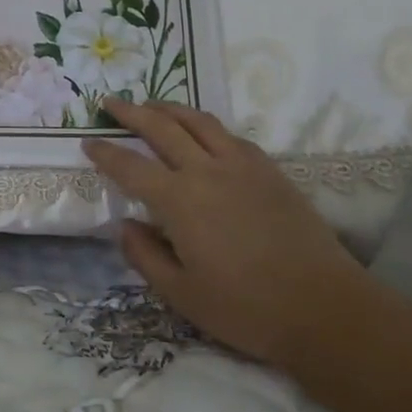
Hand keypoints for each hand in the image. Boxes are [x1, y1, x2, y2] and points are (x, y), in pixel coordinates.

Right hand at [83, 100, 376, 364]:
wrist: (324, 308)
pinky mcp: (270, 171)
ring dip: (169, 108)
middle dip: (131, 112)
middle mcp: (207, 171)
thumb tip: (125, 226)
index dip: (105, 153)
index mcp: (179, 201)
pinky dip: (206, 126)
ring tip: (152, 104)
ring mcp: (242, 166)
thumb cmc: (246, 308)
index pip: (130, 167)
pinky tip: (203, 133)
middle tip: (110, 103)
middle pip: (161, 127)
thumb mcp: (181, 294)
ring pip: (199, 121)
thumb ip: (145, 256)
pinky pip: (230, 135)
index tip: (87, 142)